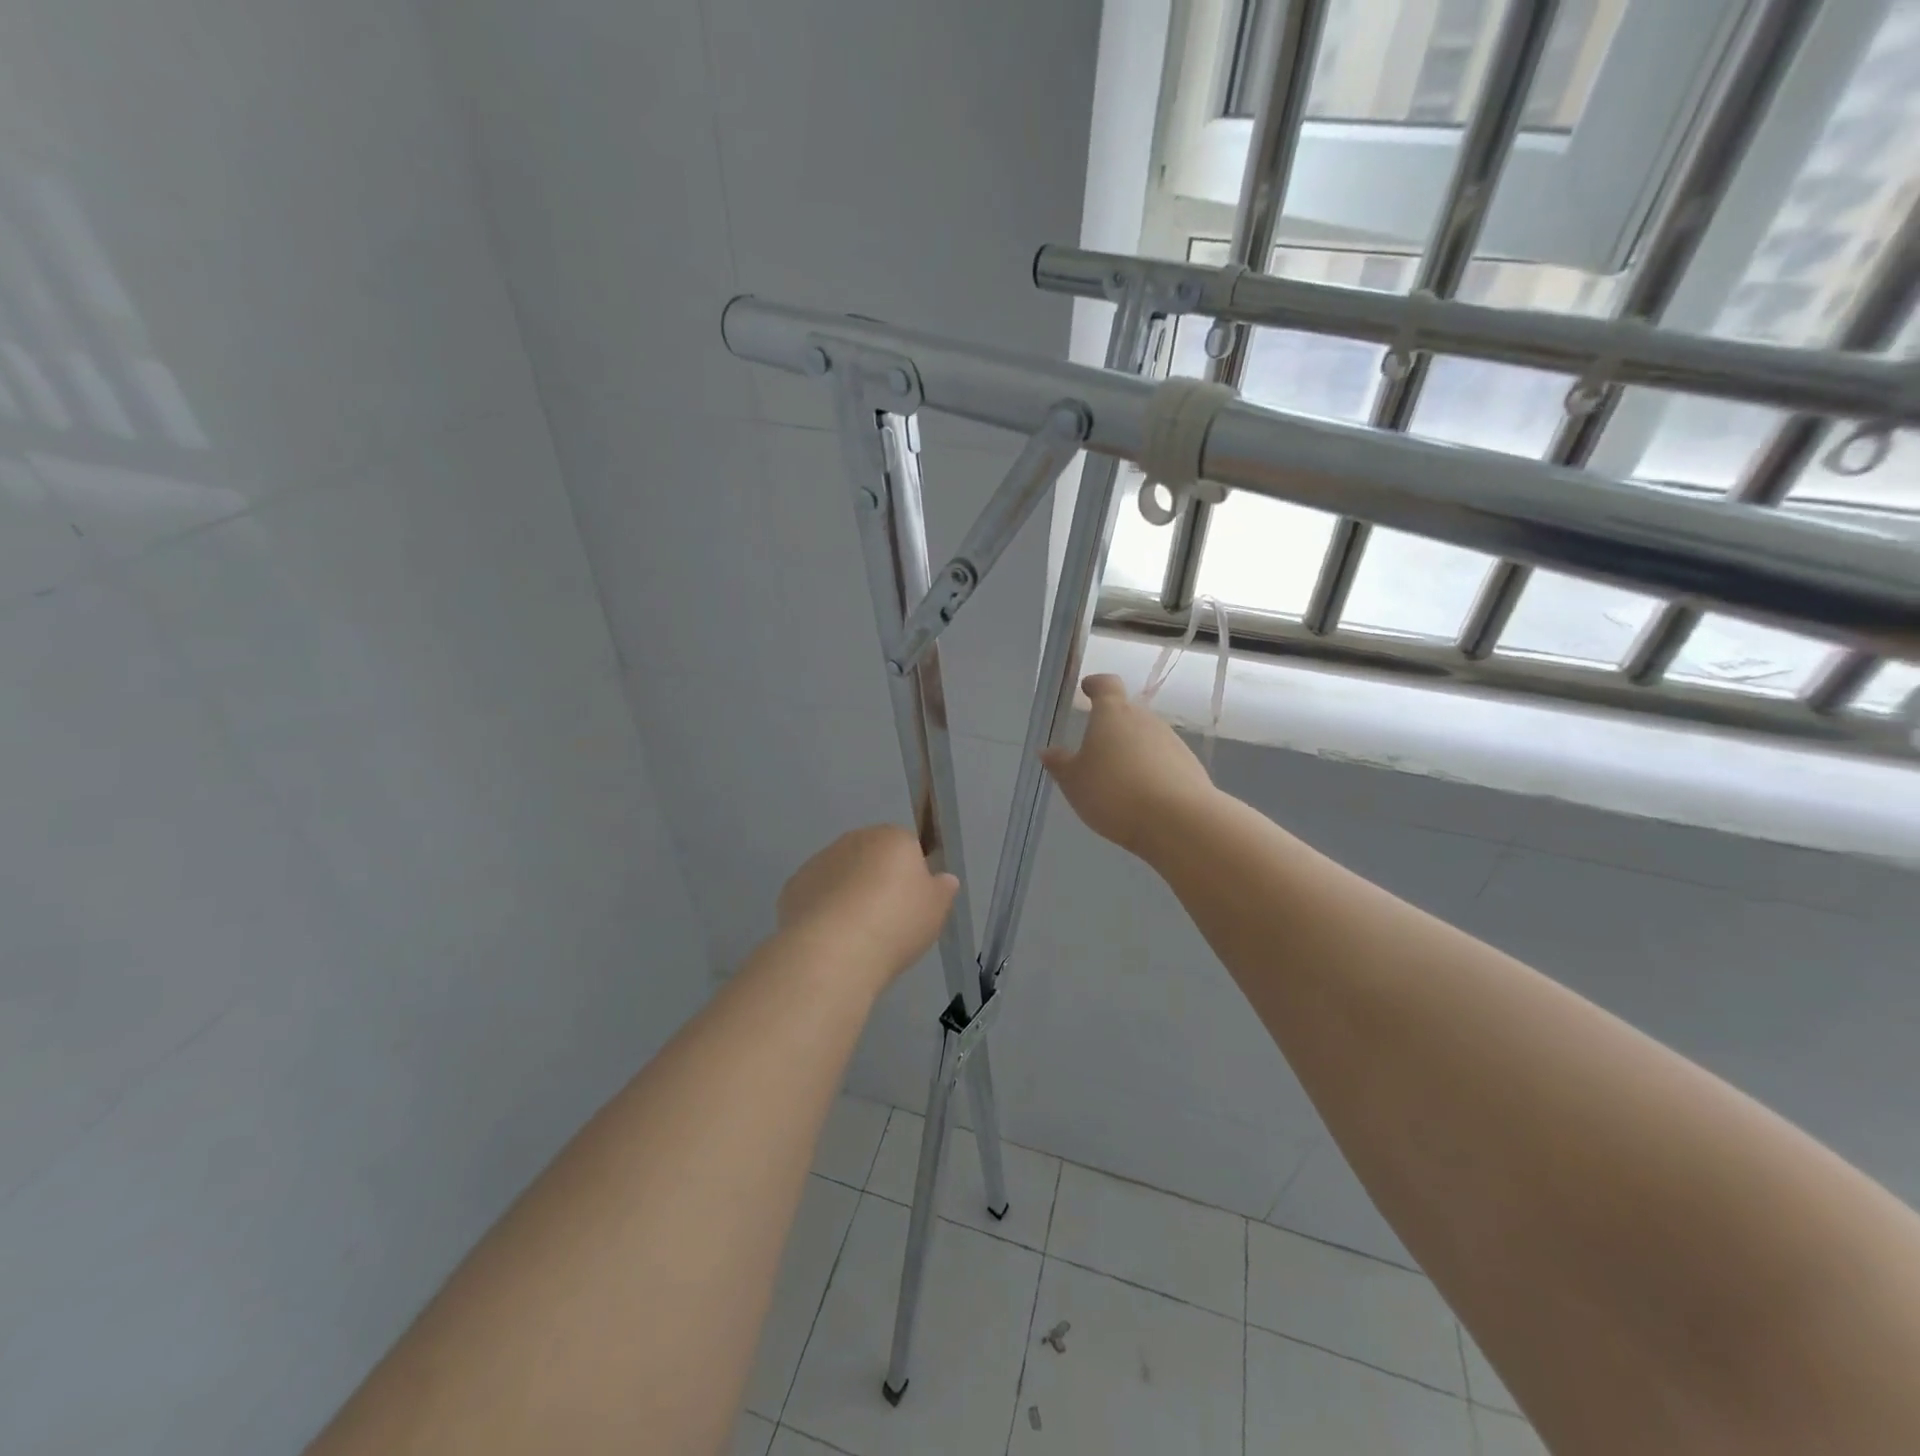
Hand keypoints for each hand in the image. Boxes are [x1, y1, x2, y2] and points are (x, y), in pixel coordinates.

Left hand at [777, 825, 958, 985]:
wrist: (835, 951)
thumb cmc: (896, 923)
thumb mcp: (936, 910)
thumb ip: (943, 889)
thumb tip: (943, 878)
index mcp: (893, 838)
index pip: (908, 846)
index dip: (911, 875)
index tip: (912, 905)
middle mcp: (854, 839)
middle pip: (872, 857)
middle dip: (878, 881)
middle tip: (887, 920)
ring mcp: (820, 861)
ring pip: (841, 874)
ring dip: (848, 894)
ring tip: (856, 936)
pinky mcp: (794, 887)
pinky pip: (816, 895)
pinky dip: (822, 910)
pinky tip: (830, 939)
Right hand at [1040, 674, 1217, 856]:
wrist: (1177, 821)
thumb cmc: (1114, 792)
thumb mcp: (1074, 782)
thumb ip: (1060, 764)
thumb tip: (1047, 751)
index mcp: (1113, 714)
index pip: (1106, 685)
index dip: (1096, 684)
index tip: (1087, 688)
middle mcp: (1145, 719)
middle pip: (1127, 714)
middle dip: (1112, 727)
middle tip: (1096, 750)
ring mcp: (1172, 741)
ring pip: (1146, 738)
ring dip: (1132, 751)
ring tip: (1118, 781)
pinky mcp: (1190, 766)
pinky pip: (1163, 761)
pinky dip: (1151, 771)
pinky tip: (1143, 797)